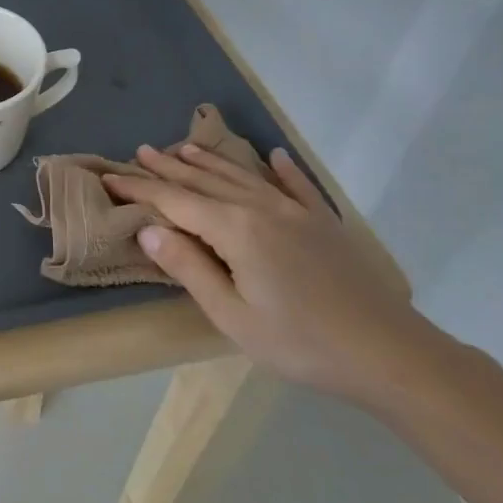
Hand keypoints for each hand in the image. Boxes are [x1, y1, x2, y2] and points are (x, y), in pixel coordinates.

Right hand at [103, 144, 437, 404]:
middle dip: (168, 167)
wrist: (392, 355)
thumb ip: (189, 268)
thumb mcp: (233, 316)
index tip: (110, 177)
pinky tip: (273, 156)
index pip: (175, 201)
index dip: (140, 188)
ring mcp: (297, 212)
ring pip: (243, 176)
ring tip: (183, 146)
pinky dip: (282, 169)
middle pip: (205, 181)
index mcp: (235, 229)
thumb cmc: (301, 343)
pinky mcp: (325, 224)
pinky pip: (297, 186)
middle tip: (139, 151)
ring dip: (210, 161)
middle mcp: (262, 208)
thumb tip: (149, 229)